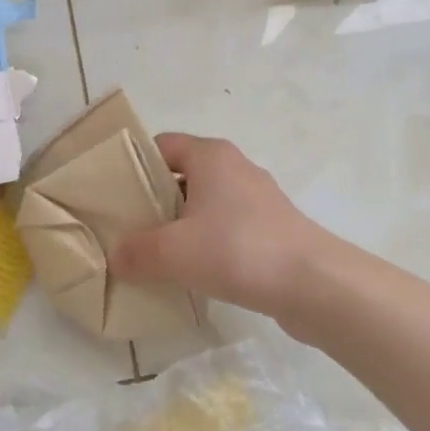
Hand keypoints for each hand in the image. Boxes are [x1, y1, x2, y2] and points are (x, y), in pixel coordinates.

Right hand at [110, 133, 331, 322]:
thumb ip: (136, 252)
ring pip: (204, 203)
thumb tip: (115, 256)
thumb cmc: (238, 250)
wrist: (315, 284)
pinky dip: (207, 242)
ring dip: (180, 225)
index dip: (134, 166)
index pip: (160, 146)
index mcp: (210, 155)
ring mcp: (257, 198)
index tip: (113, 197)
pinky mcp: (271, 228)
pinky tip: (194, 271)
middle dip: (153, 201)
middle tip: (128, 230)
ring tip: (156, 255)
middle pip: (181, 175)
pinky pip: (226, 226)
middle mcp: (234, 167)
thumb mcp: (173, 251)